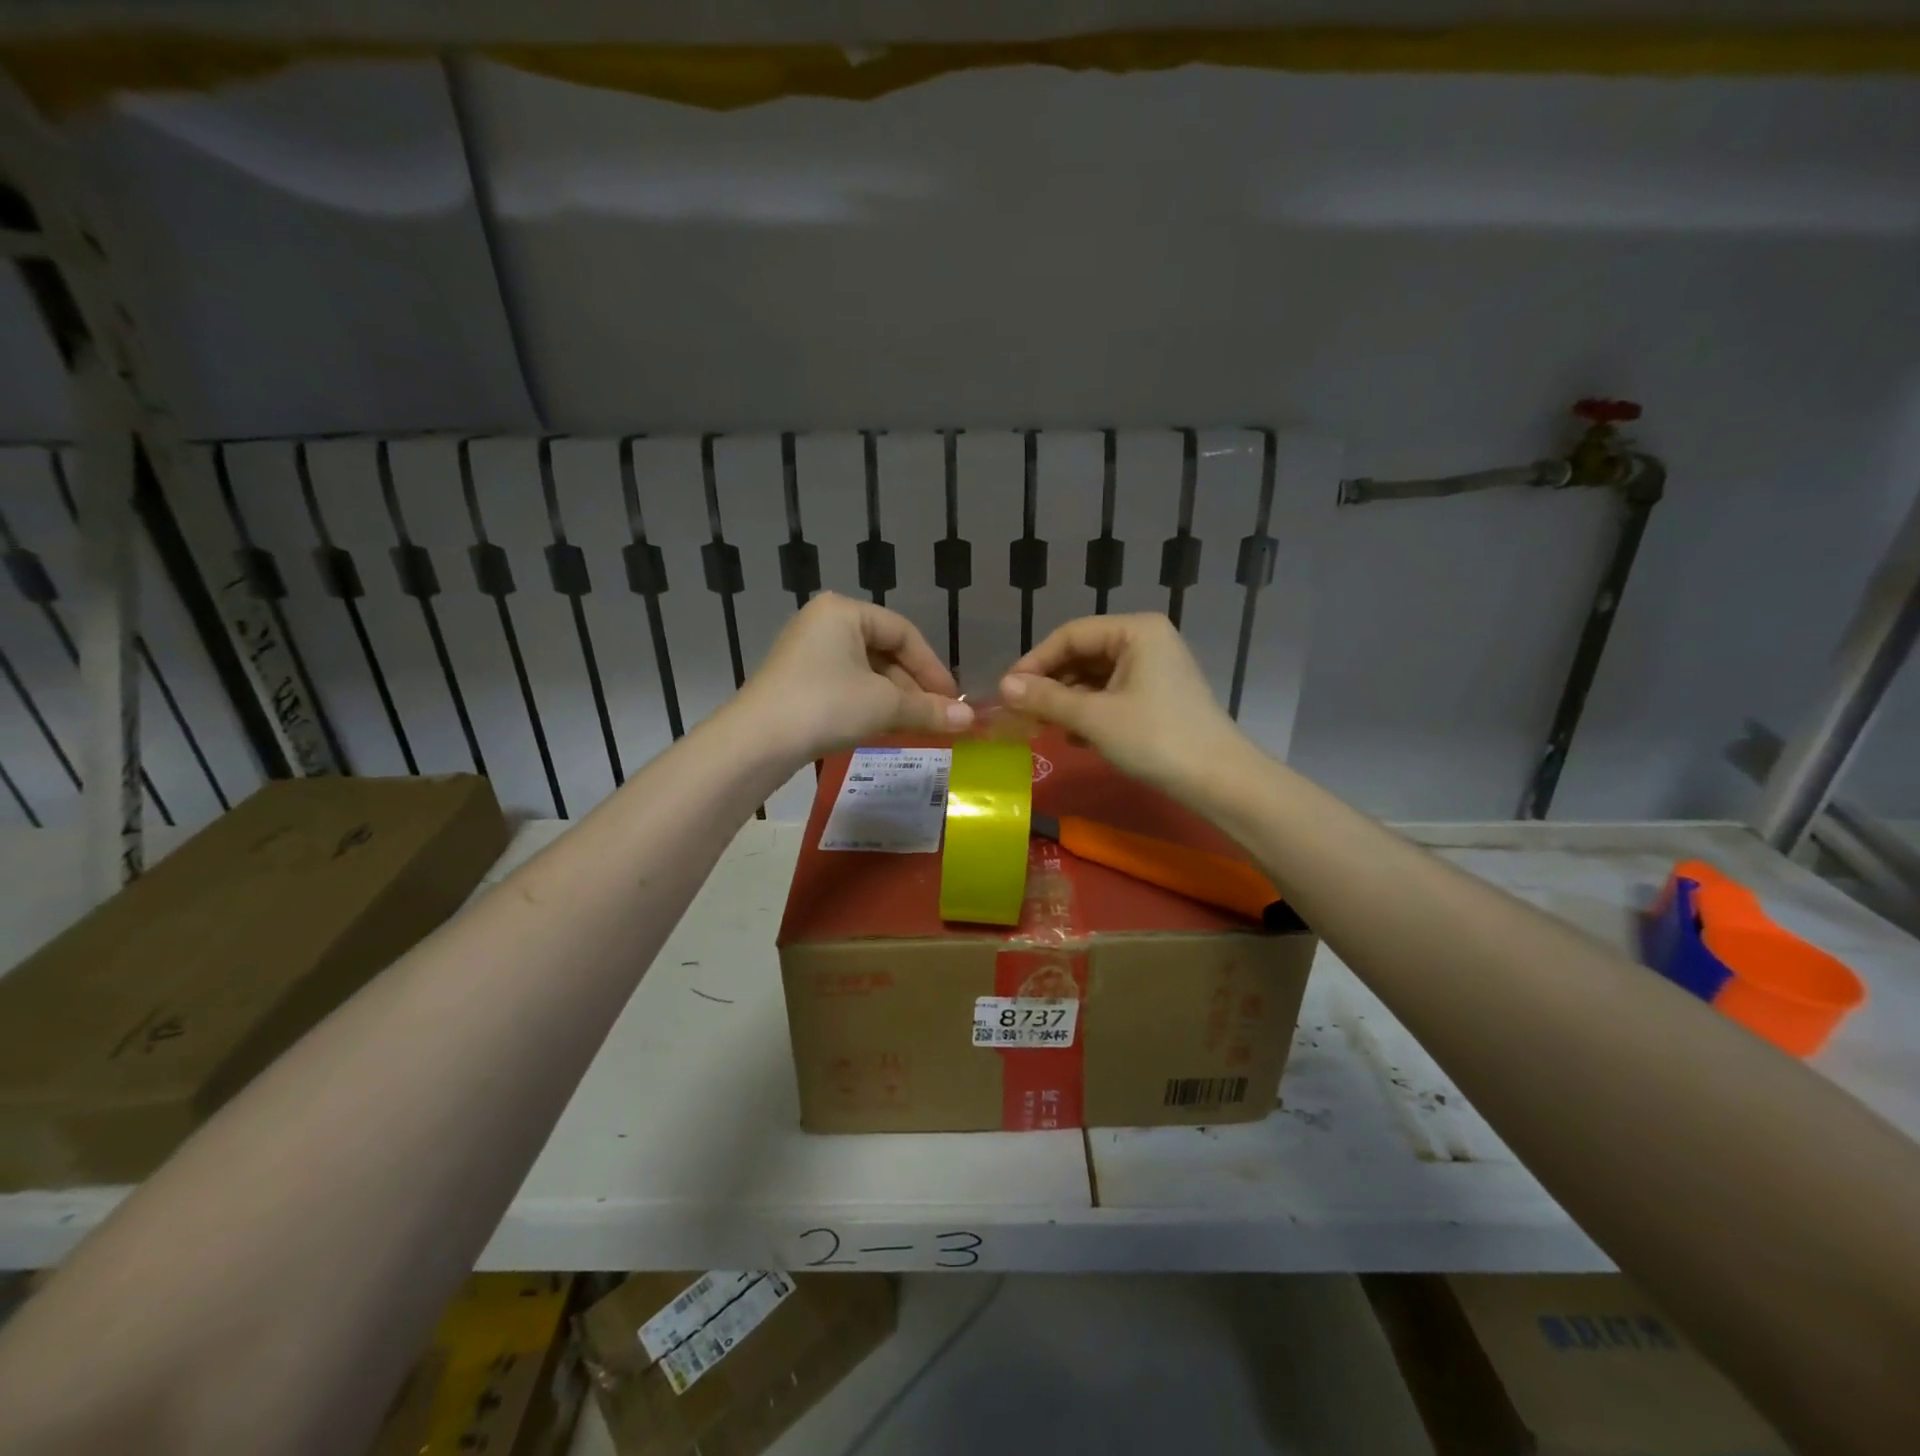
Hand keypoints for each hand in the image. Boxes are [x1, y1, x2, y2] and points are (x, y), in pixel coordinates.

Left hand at [737, 593, 972, 762]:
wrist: (756, 742)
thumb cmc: (826, 706)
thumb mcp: (884, 706)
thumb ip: (930, 709)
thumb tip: (971, 720)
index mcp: (844, 611)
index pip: (904, 633)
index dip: (933, 668)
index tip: (953, 700)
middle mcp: (824, 623)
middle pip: (885, 652)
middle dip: (913, 688)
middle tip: (936, 717)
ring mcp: (807, 652)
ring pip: (866, 672)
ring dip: (894, 699)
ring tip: (915, 726)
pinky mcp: (797, 680)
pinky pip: (845, 685)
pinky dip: (869, 704)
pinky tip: (883, 727)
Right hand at [999, 614, 1243, 792]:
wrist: (1219, 781)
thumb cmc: (1156, 739)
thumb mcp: (1094, 718)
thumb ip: (1046, 699)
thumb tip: (1002, 688)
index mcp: (1135, 630)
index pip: (1070, 635)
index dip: (1034, 662)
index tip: (1006, 691)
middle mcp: (1146, 640)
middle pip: (1082, 654)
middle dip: (1050, 683)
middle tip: (1020, 712)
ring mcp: (1154, 668)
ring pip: (1094, 677)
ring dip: (1066, 700)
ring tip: (1041, 726)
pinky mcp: (1157, 696)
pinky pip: (1111, 694)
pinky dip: (1088, 712)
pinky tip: (1071, 736)